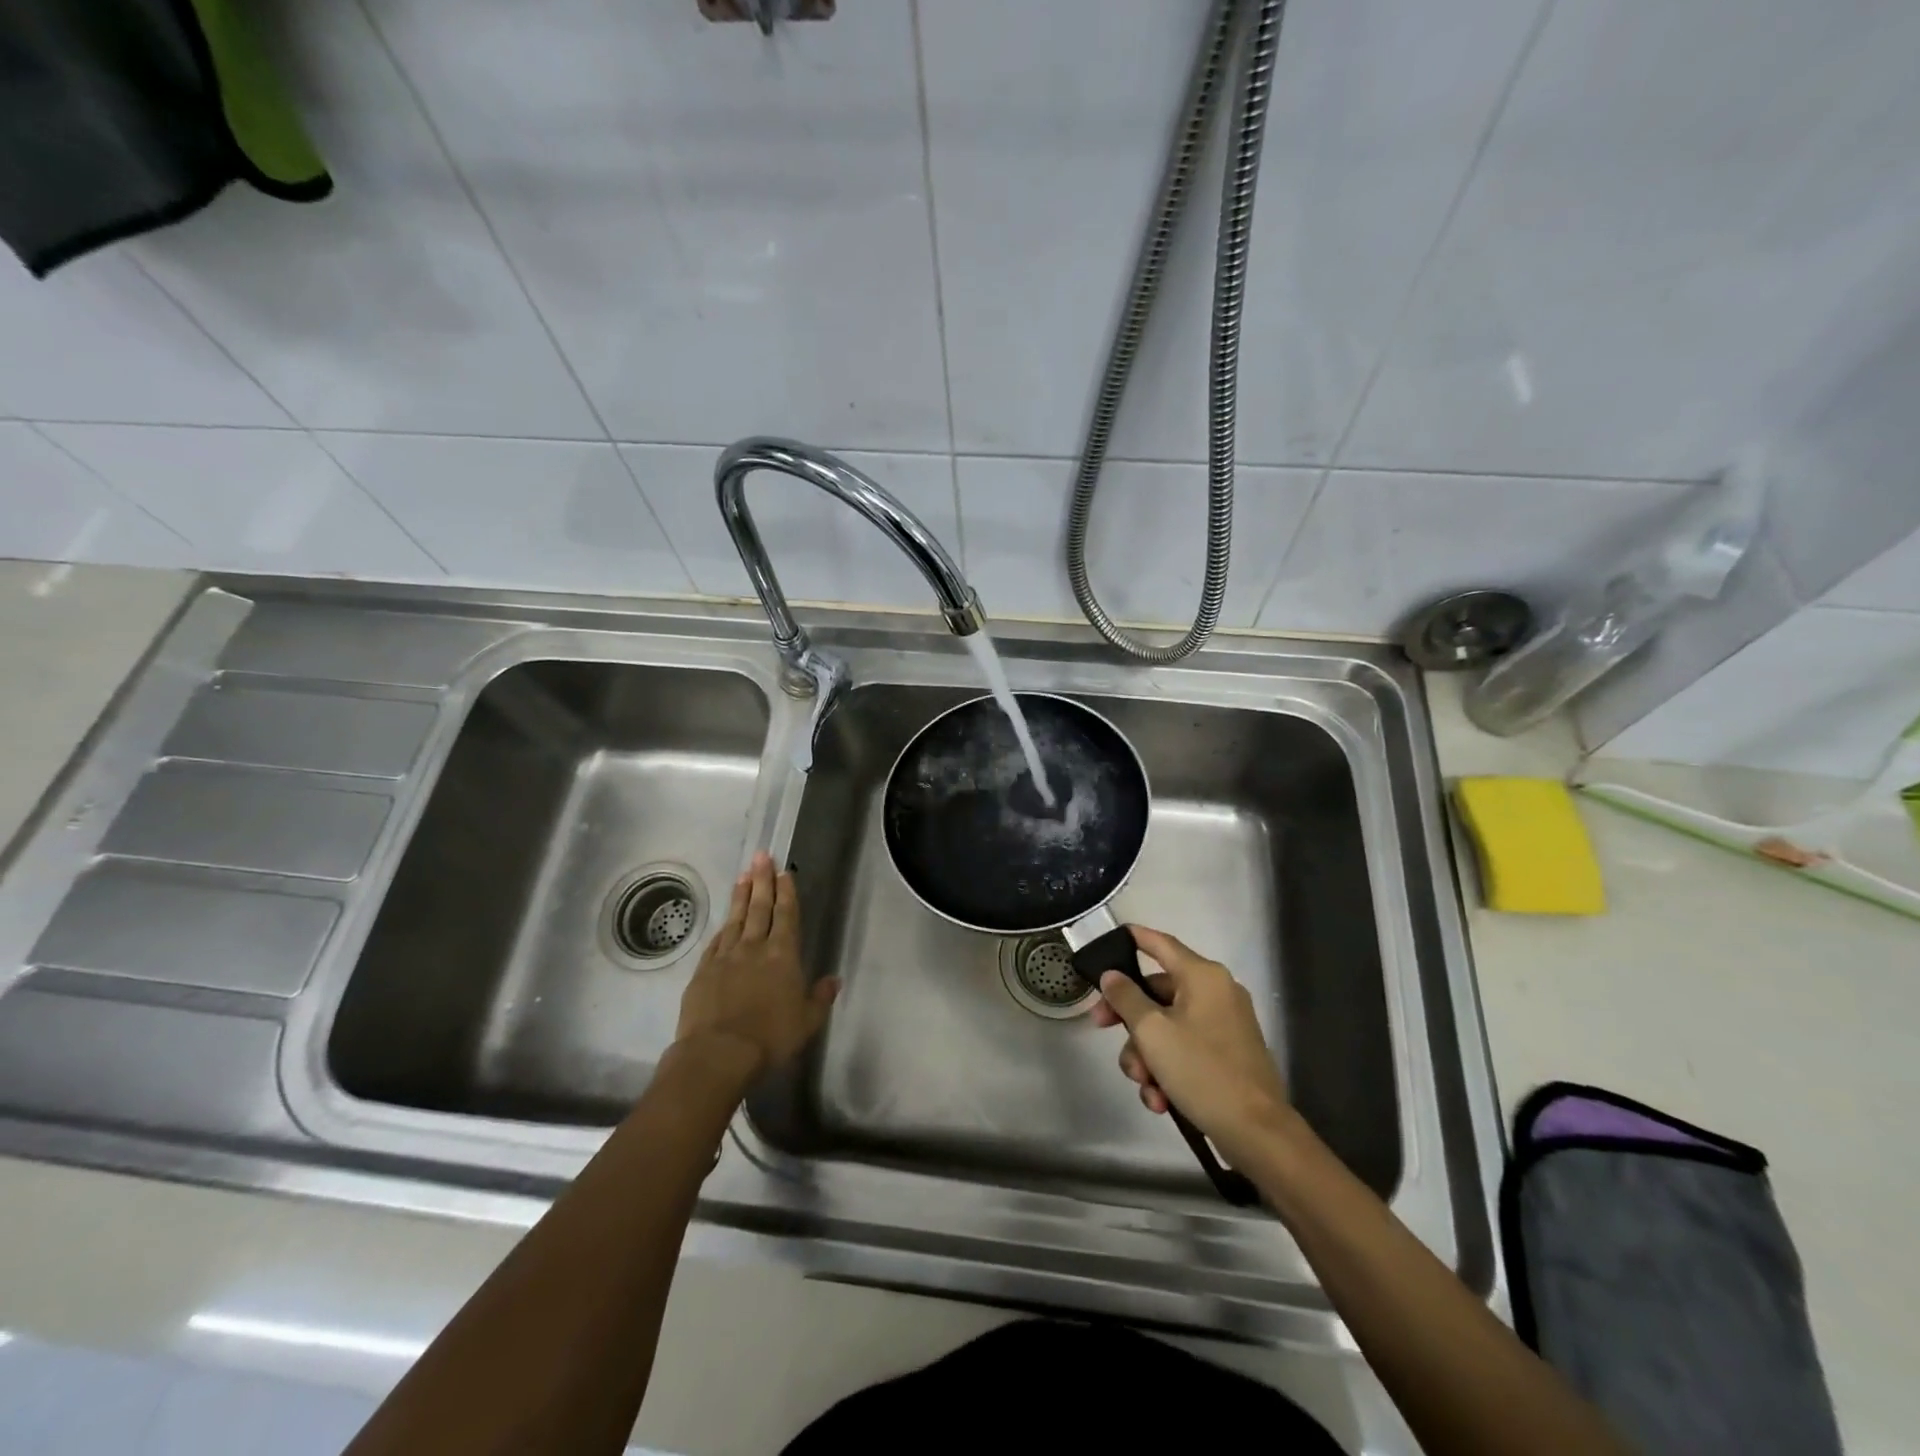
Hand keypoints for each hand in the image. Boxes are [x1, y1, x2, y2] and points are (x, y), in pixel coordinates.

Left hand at [675, 853, 837, 1078]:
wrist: (717, 1054)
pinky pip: (716, 942)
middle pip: (760, 908)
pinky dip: (722, 928)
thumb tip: (834, 980)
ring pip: (736, 919)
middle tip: (761, 856)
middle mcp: (754, 948)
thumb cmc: (770, 1038)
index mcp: (783, 956)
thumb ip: (820, 998)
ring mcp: (725, 957)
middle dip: (763, 880)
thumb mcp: (807, 1022)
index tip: (784, 871)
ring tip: (743, 875)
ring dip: (741, 896)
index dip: (787, 892)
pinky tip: (724, 922)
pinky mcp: (703, 972)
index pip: (787, 915)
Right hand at [1091, 926, 1292, 1161]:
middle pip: (1157, 992)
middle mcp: (1216, 992)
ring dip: (1147, 1055)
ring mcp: (1224, 1025)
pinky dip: (1167, 1069)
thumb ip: (1126, 997)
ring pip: (1167, 1026)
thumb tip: (1112, 976)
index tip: (1110, 938)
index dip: (1134, 937)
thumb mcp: (1152, 1032)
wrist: (1256, 1132)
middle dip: (1129, 1019)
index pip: (1161, 944)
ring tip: (1144, 1085)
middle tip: (1101, 1027)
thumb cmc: (1201, 1070)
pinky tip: (1160, 1100)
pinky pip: (1185, 1049)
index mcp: (1203, 977)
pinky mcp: (1227, 1055)